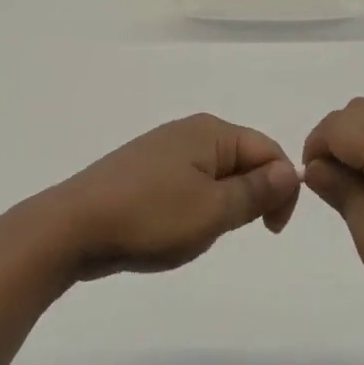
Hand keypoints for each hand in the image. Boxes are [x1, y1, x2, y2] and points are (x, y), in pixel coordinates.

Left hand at [45, 114, 299, 279]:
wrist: (73, 226)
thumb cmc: (150, 217)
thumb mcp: (213, 210)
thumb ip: (256, 190)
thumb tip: (291, 170)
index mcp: (210, 132)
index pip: (269, 151)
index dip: (282, 190)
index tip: (271, 231)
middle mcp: (188, 131)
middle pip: (243, 159)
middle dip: (250, 197)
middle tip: (228, 232)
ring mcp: (161, 149)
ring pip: (214, 174)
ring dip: (221, 204)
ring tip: (196, 233)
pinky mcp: (142, 169)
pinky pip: (187, 182)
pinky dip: (194, 205)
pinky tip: (173, 228)